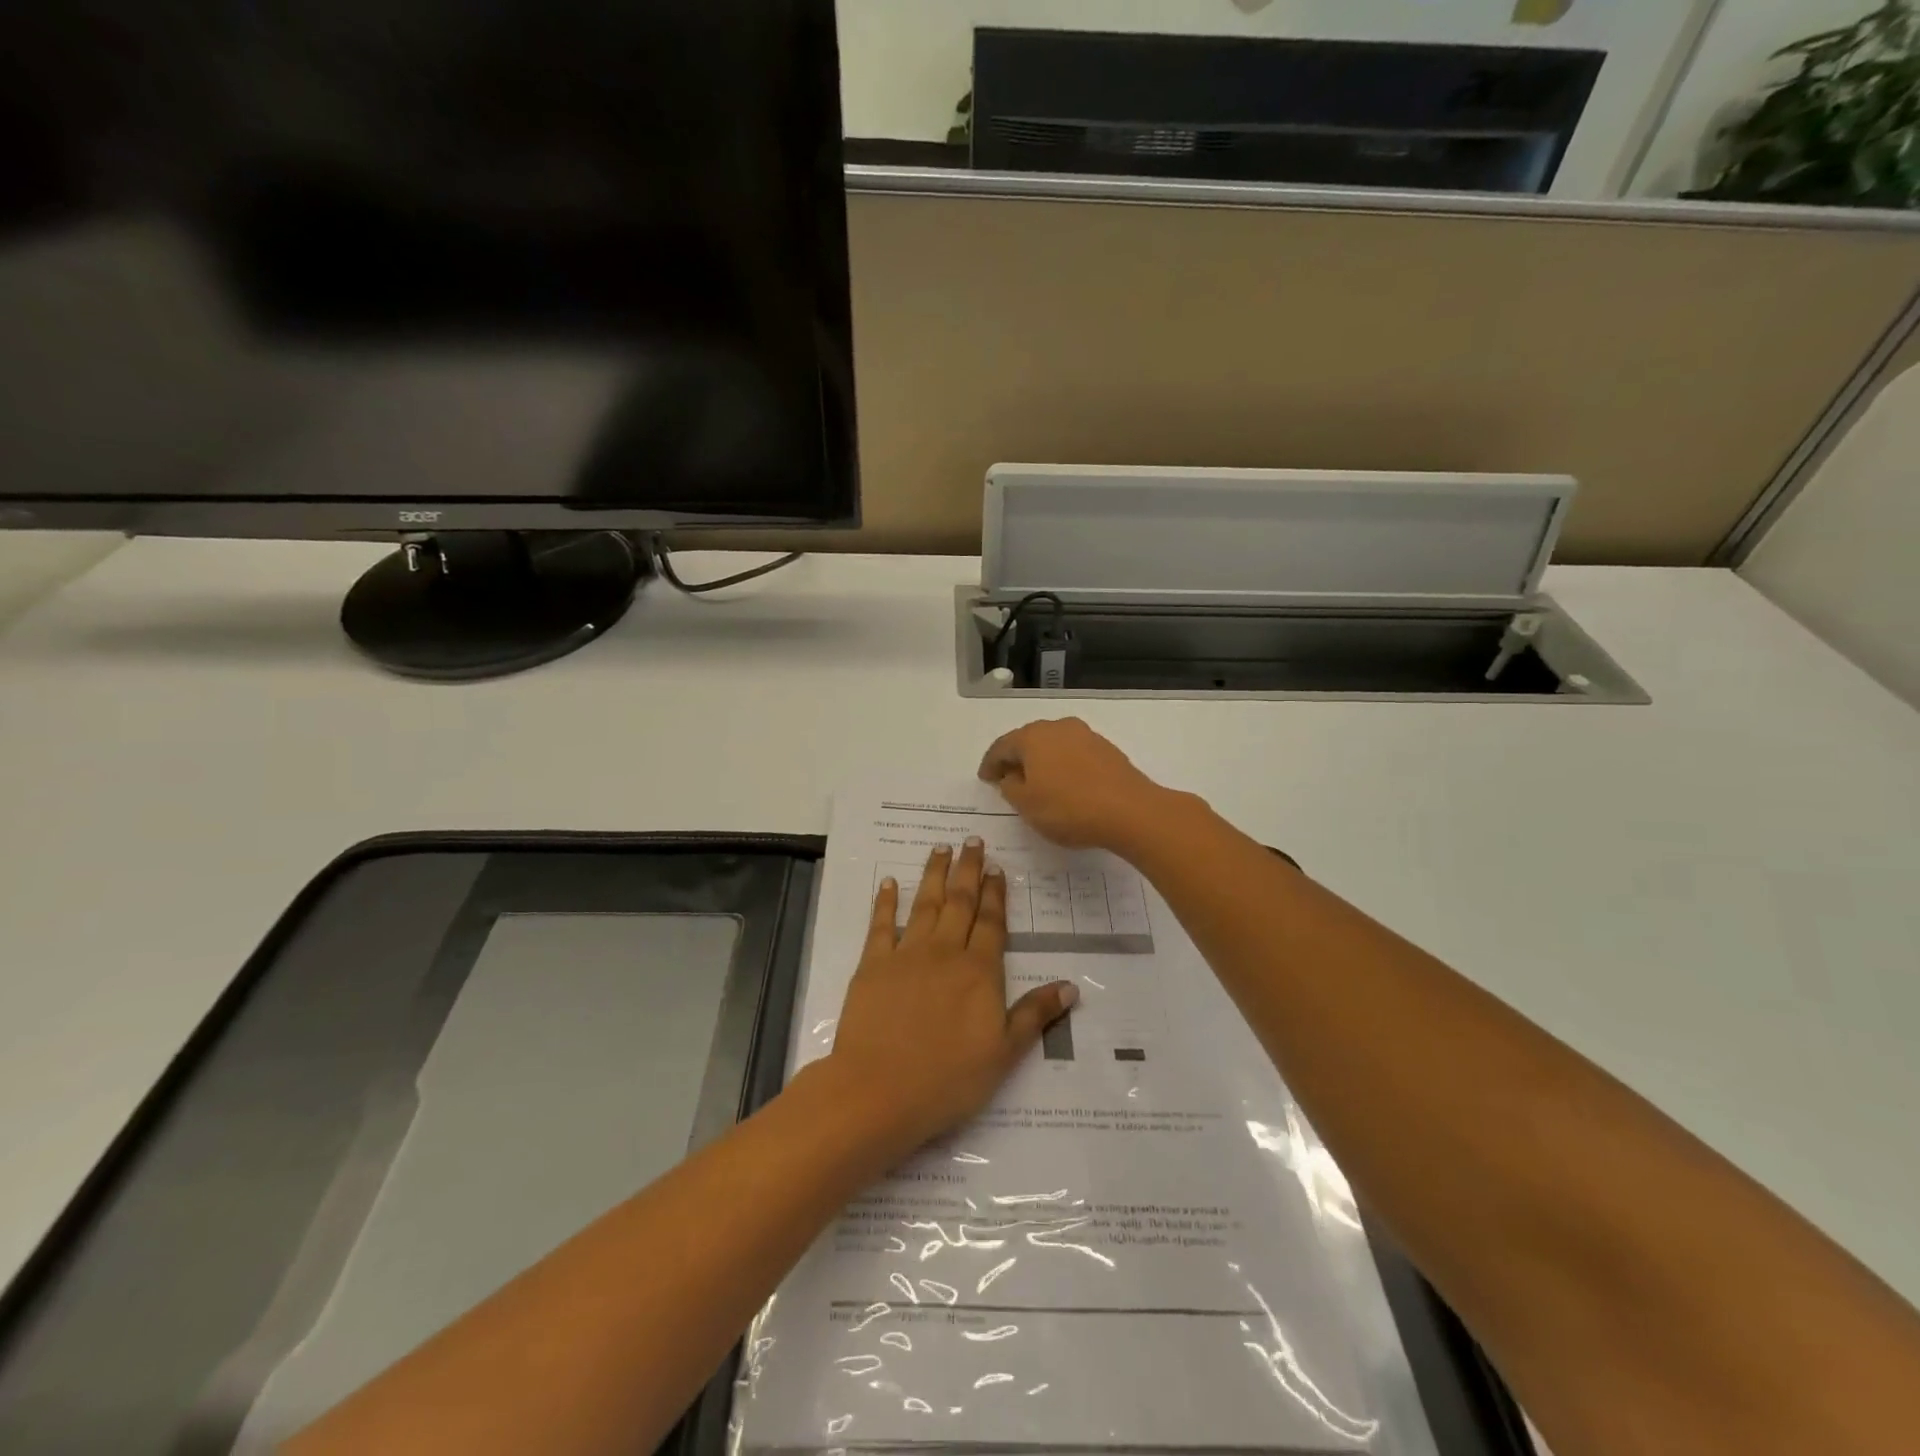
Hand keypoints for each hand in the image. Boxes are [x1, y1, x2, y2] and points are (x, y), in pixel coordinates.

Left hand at [827, 841, 1076, 1156]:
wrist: (879, 1090)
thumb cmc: (948, 1078)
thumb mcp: (1004, 1054)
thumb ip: (1034, 1015)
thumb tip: (1071, 986)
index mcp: (979, 971)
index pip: (991, 923)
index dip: (995, 894)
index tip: (996, 867)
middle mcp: (945, 952)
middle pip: (960, 903)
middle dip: (968, 870)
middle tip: (972, 841)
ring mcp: (906, 955)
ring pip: (925, 904)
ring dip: (934, 875)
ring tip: (940, 848)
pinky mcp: (872, 965)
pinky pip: (881, 925)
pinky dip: (885, 902)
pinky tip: (889, 883)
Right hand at [978, 718, 1182, 853]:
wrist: (1130, 811)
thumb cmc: (1068, 808)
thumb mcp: (1027, 805)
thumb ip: (1010, 787)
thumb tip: (1012, 775)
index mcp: (1032, 737)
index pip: (1001, 747)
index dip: (990, 764)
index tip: (985, 779)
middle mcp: (1057, 727)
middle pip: (1028, 740)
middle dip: (1016, 758)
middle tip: (1007, 778)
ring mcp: (1085, 735)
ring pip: (1053, 745)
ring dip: (1041, 761)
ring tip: (1037, 782)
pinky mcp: (1106, 749)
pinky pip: (1074, 754)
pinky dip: (1063, 765)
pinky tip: (1065, 784)